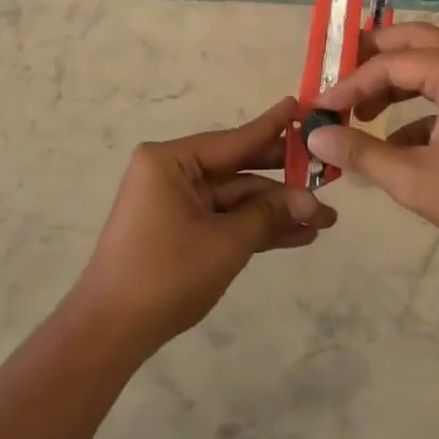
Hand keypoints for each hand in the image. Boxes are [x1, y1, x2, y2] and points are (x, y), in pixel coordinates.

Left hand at [70, 98, 335, 356]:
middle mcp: (172, 173)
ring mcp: (176, 203)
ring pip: (236, 199)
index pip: (235, 139)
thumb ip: (269, 214)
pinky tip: (298, 235)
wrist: (111, 332)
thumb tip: (312, 202)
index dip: (274, 128)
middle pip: (238, 169)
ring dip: (276, 211)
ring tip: (325, 219)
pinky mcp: (180, 230)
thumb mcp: (226, 242)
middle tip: (327, 173)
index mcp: (171, 161)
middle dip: (283, 180)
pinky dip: (255, 228)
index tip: (302, 106)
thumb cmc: (166, 274)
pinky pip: (224, 219)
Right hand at [306, 23, 438, 255]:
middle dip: (372, 58)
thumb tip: (315, 136)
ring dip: (394, 81)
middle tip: (339, 78)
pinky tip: (396, 143)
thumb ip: (360, 153)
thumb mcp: (412, 179)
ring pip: (430, 63)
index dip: (349, 84)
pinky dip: (417, 104)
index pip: (389, 64)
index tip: (320, 107)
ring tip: (361, 111)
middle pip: (412, 41)